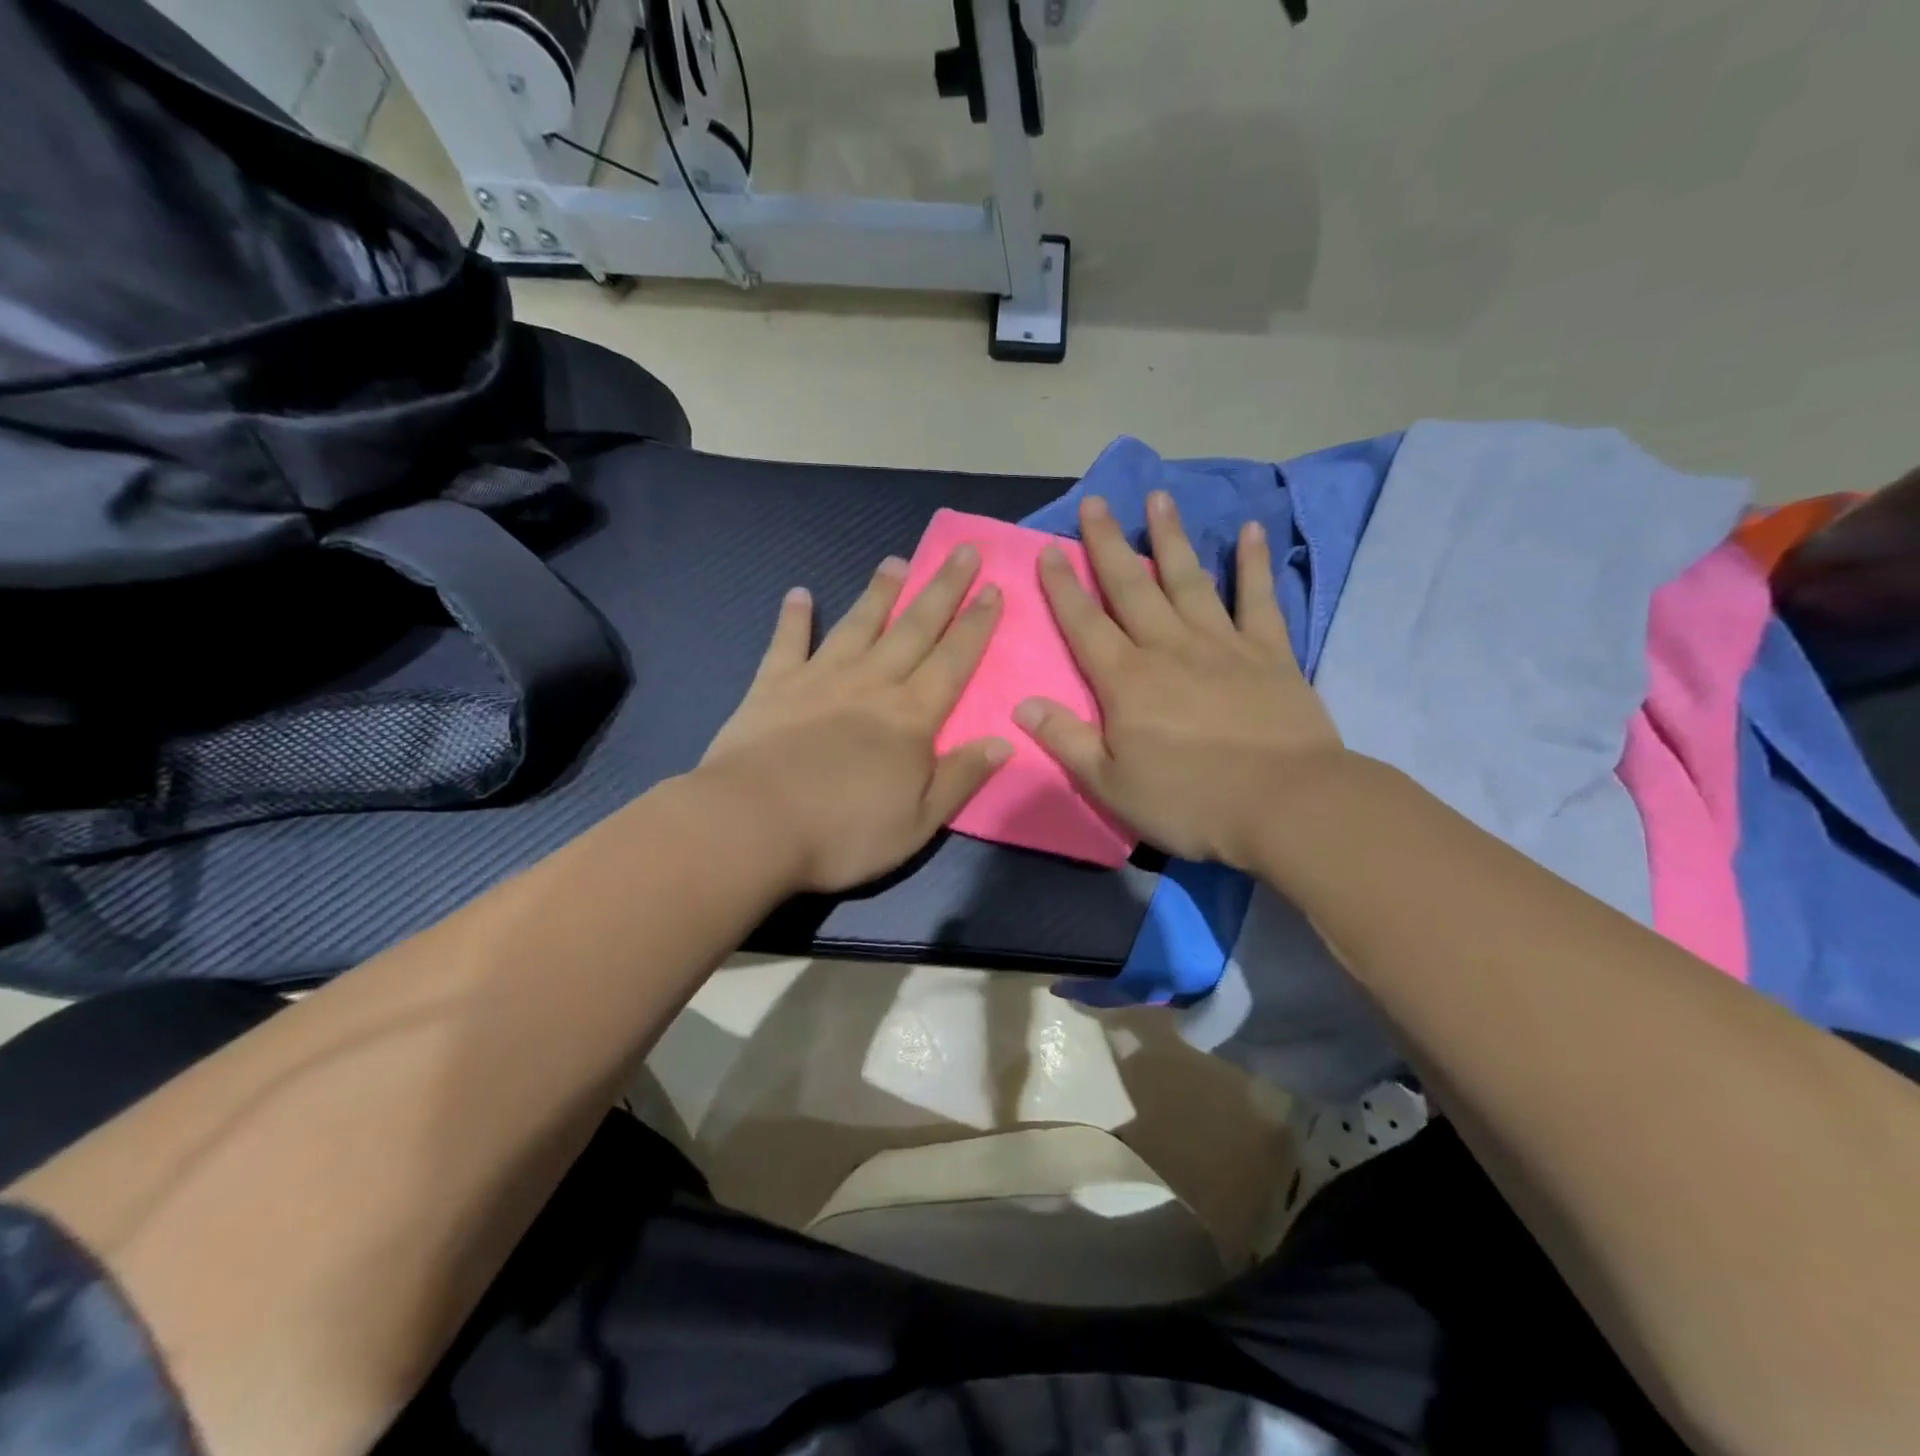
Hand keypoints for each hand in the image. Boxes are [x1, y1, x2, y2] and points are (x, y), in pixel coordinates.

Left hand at [697, 547, 1010, 893]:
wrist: (752, 826)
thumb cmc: (842, 833)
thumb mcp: (918, 822)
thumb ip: (960, 778)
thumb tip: (1003, 742)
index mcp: (910, 717)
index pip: (954, 661)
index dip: (976, 625)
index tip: (993, 588)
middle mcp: (871, 684)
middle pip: (914, 629)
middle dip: (942, 589)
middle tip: (963, 551)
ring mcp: (819, 679)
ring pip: (858, 625)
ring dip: (879, 592)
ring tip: (895, 561)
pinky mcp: (772, 686)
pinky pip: (787, 643)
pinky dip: (794, 618)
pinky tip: (799, 594)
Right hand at [1014, 492, 1344, 869]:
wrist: (1286, 806)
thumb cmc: (1190, 801)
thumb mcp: (1111, 785)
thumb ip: (1066, 740)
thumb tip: (1022, 704)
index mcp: (1126, 681)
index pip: (1084, 624)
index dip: (1063, 586)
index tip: (1049, 549)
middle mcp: (1168, 648)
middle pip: (1131, 587)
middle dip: (1108, 543)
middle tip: (1095, 501)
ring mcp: (1222, 644)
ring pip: (1188, 579)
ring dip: (1171, 537)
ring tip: (1158, 497)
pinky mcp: (1269, 652)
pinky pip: (1258, 599)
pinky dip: (1254, 564)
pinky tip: (1250, 531)